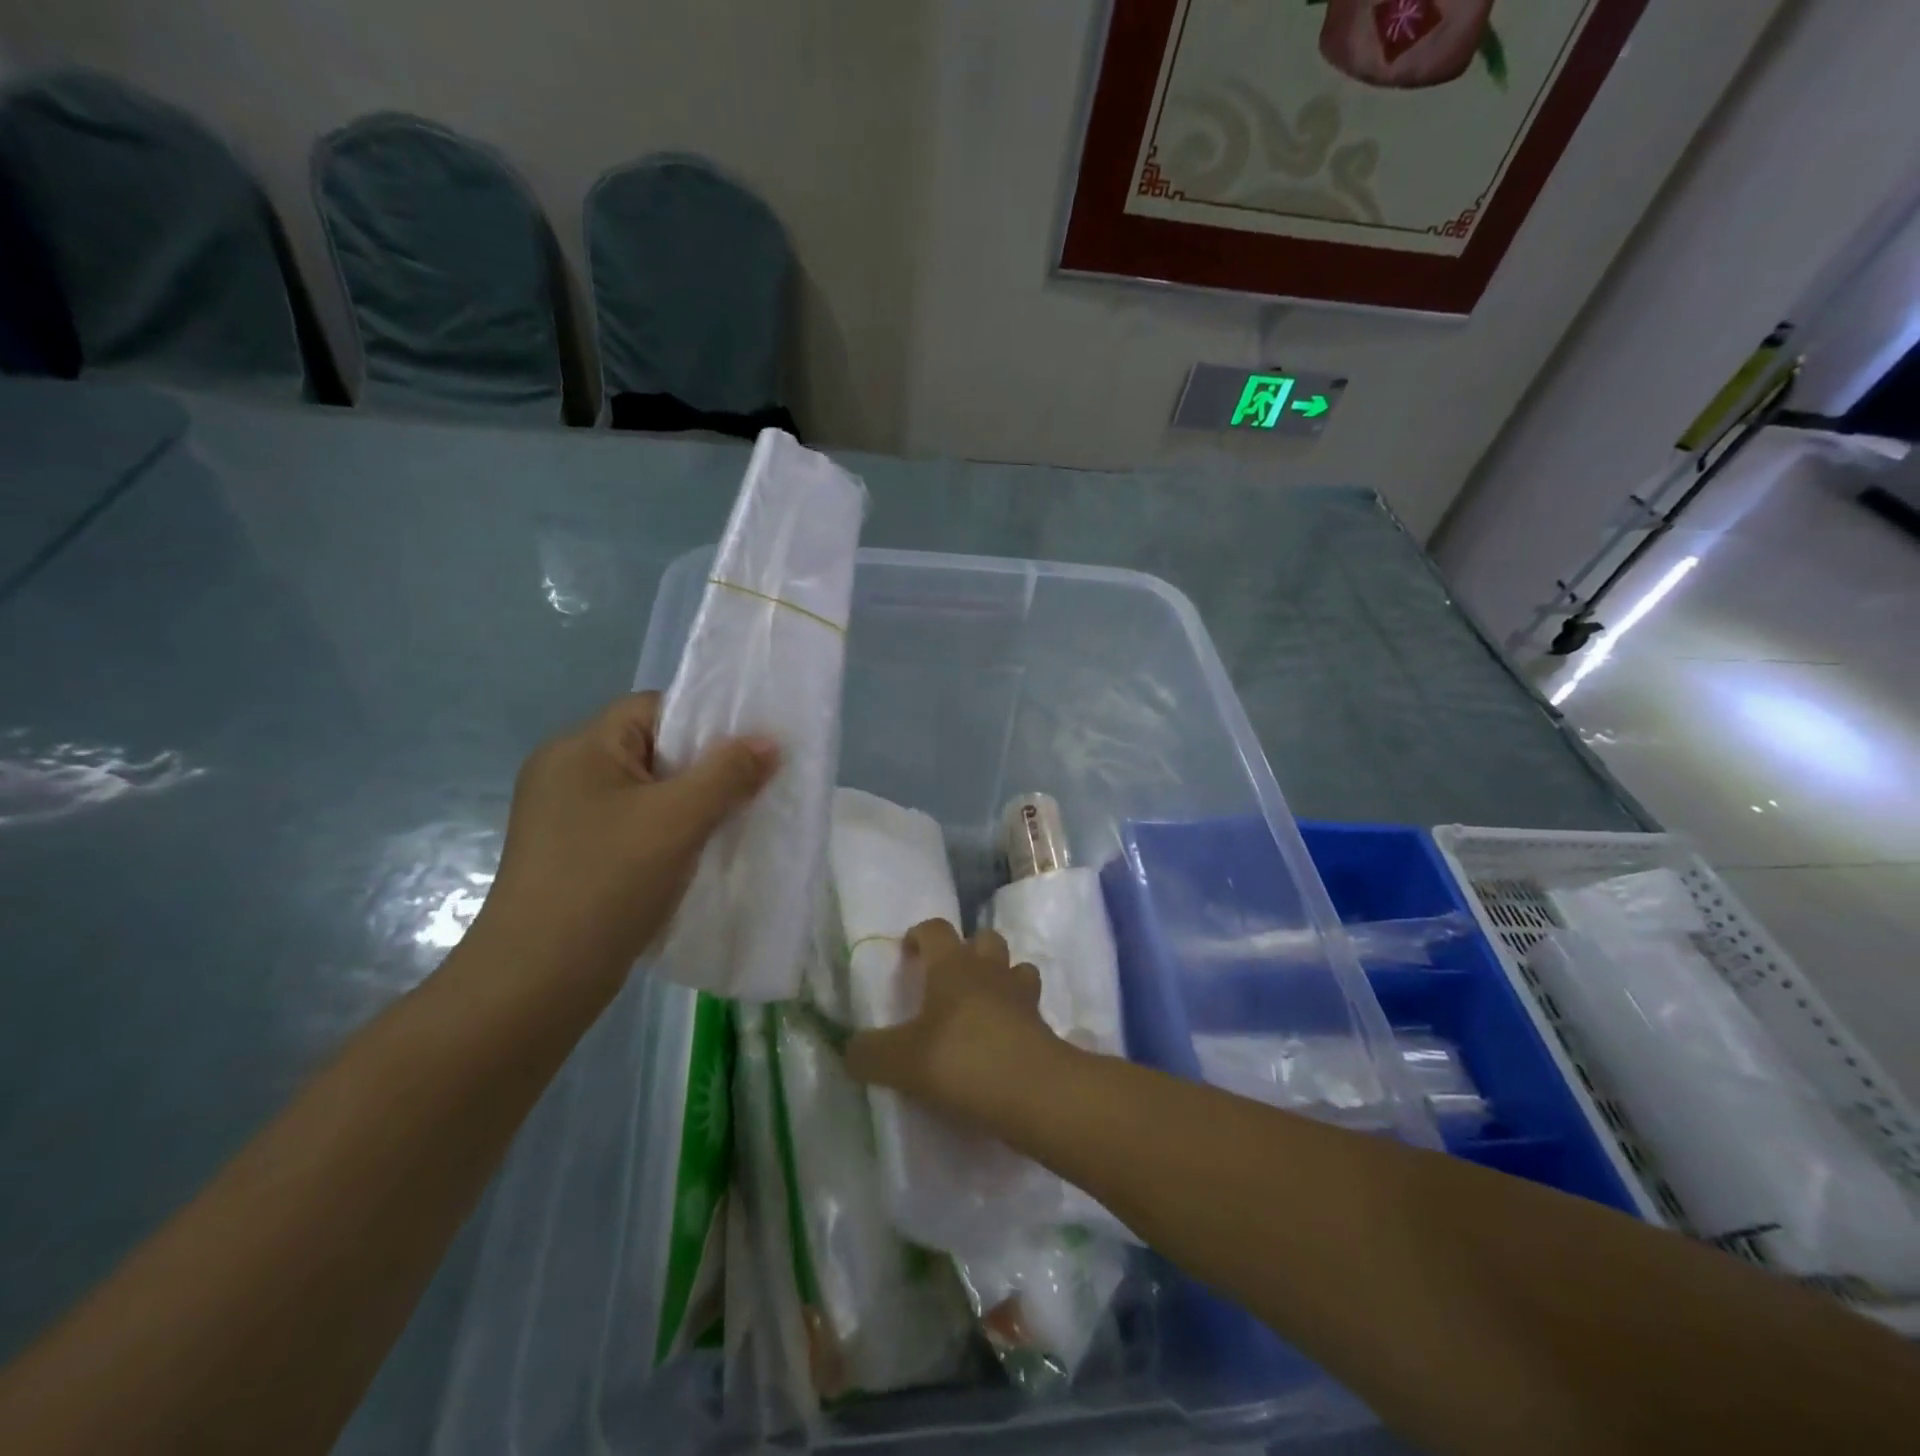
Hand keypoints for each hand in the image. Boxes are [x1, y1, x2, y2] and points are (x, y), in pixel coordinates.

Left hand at [475, 692, 778, 990]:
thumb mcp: (677, 820)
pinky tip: (697, 854)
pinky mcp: (574, 855)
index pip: (653, 708)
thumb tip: (769, 742)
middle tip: (750, 788)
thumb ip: (728, 773)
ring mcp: (567, 817)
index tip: (747, 752)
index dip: (705, 722)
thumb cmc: (607, 883)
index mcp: (580, 748)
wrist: (537, 982)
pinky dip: (669, 832)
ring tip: (732, 821)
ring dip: (690, 804)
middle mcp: (567, 773)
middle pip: (652, 749)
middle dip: (704, 767)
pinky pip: (634, 825)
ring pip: (647, 791)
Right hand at [843, 919, 1068, 1126]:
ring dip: (1000, 978)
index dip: (920, 935)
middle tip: (948, 980)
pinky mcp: (1043, 1024)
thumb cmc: (961, 1060)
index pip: (936, 929)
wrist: (1031, 1090)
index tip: (908, 952)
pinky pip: (1029, 1006)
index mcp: (952, 965)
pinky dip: (1017, 1014)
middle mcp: (989, 969)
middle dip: (968, 951)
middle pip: (984, 939)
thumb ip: (868, 1053)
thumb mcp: (900, 1061)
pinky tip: (1002, 1038)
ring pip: (1015, 967)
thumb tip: (849, 1049)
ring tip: (981, 1006)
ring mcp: (1021, 994)